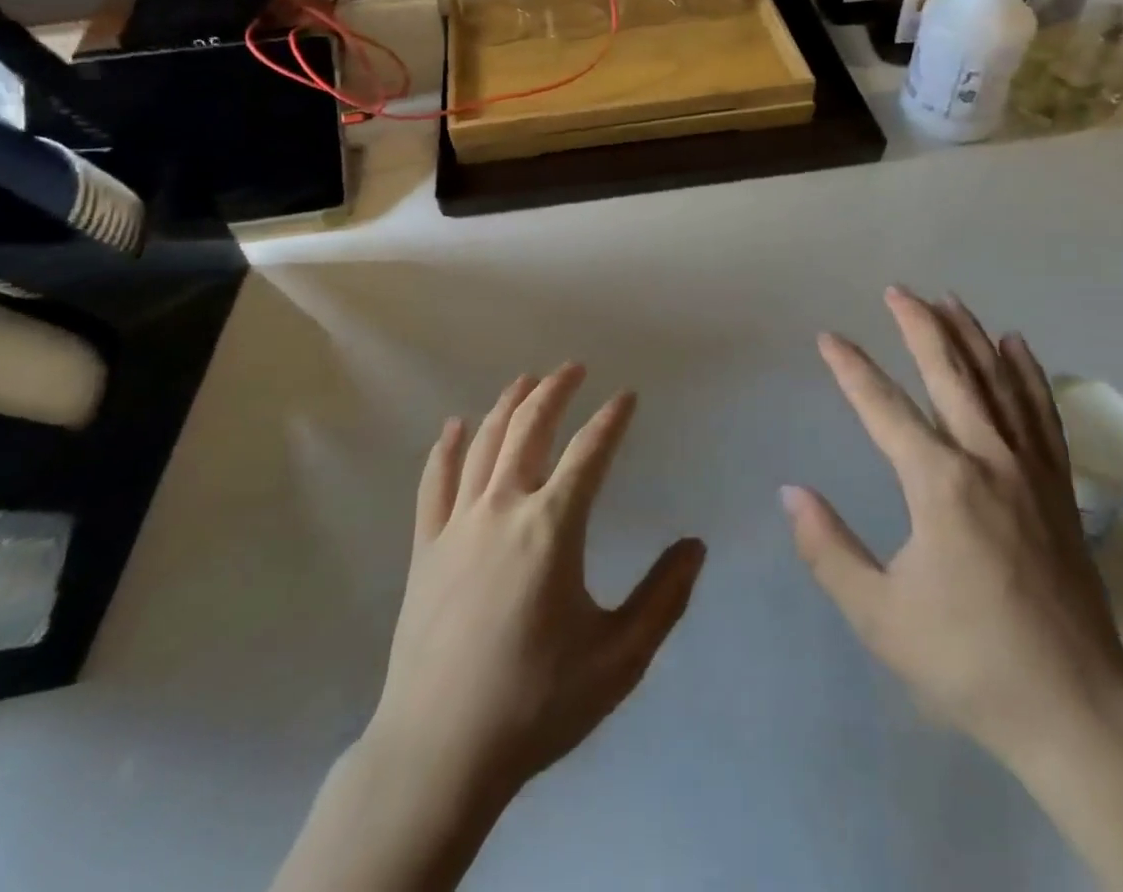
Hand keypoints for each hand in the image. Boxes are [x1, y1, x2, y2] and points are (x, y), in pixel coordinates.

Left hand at [273, 366, 702, 891]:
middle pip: (529, 429)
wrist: (439, 753)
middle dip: (554, 391)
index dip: (611, 418)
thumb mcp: (619, 658)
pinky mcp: (426, 548)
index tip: (627, 395)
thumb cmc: (536, 702)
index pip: (590, 452)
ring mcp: (458, 525)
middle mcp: (503, 509)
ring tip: (526, 381)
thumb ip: (664, 597)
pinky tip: (454, 426)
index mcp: (552, 527)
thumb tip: (695, 545)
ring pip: (483, 444)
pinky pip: (435, 483)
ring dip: (507, 406)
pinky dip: (446, 448)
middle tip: (573, 368)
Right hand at [782, 288, 1122, 772]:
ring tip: (949, 299)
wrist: (1075, 709)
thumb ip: (828, 549)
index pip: (883, 407)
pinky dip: (1028, 373)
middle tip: (897, 290)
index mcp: (938, 483)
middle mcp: (986, 458)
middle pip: (949, 374)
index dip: (851, 368)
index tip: (829, 337)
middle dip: (918, 326)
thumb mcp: (879, 615)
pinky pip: (1042, 413)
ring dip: (970, 336)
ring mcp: (1029, 469)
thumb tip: (790, 493)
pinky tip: (1018, 346)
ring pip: (997, 381)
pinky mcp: (1058, 487)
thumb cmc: (968, 661)